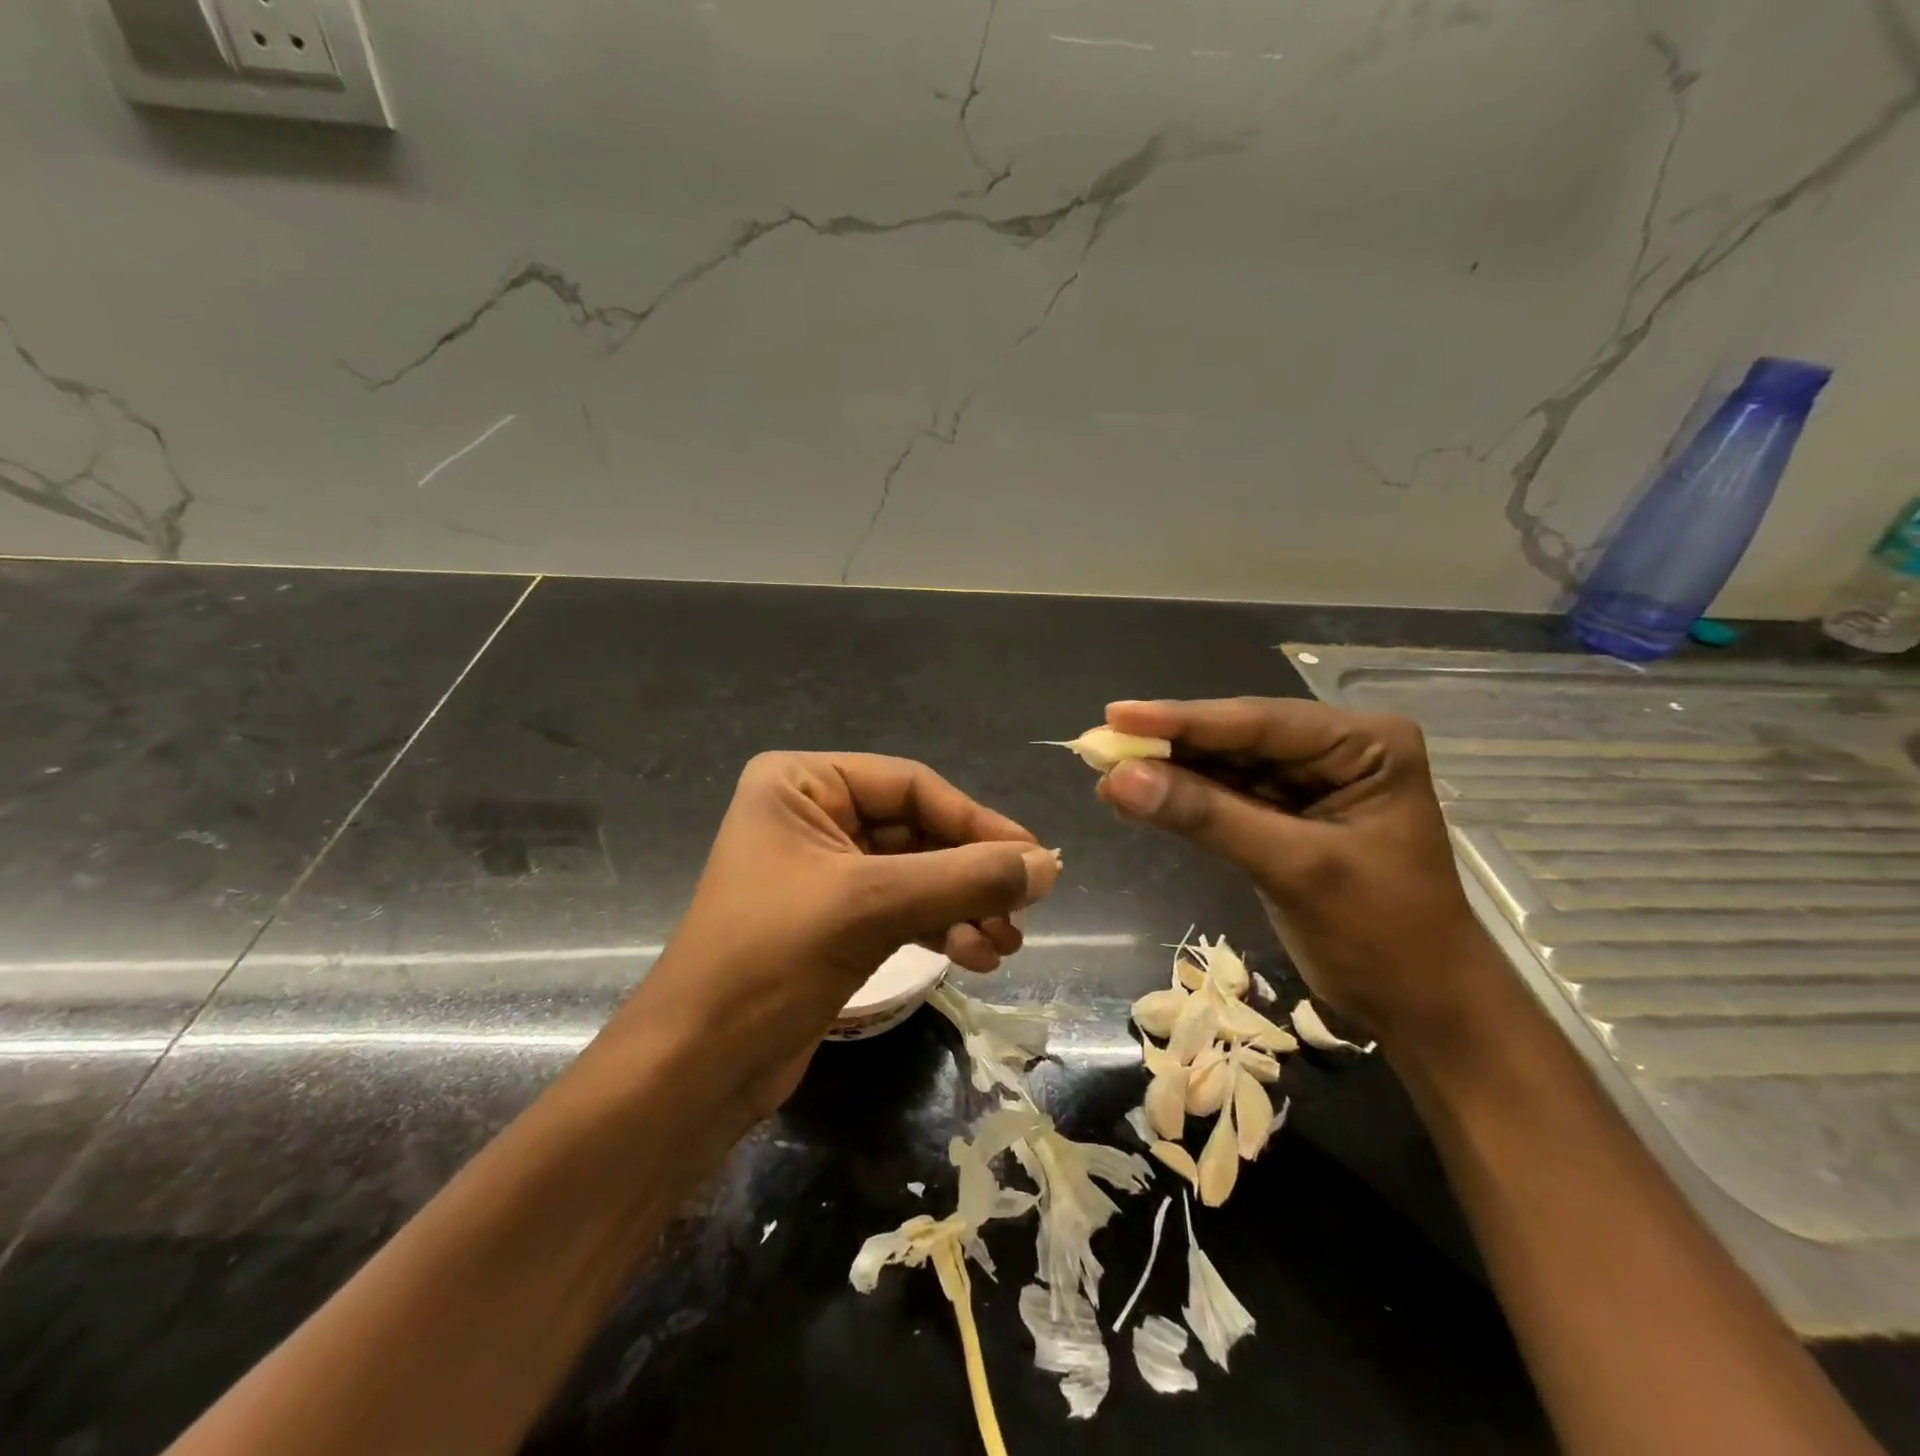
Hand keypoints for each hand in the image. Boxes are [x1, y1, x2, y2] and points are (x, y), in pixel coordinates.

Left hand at [596, 752, 1059, 1123]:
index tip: (1034, 860)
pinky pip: (904, 908)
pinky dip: (942, 927)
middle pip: (919, 831)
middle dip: (971, 875)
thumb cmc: (771, 960)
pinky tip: (975, 956)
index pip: (912, 786)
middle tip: (1024, 912)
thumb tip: (1049, 866)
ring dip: (964, 906)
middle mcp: (813, 814)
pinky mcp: (834, 920)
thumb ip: (965, 880)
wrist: (697, 1067)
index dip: (977, 822)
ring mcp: (825, 869)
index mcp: (802, 783)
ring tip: (1004, 946)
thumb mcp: (872, 907)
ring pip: (917, 874)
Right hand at [1096, 697, 1494, 1040]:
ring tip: (1105, 774)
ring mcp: (1309, 785)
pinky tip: (1136, 800)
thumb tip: (1119, 778)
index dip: (1183, 720)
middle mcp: (1335, 751)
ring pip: (1224, 768)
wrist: (1423, 1009)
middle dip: (1169, 747)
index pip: (1260, 723)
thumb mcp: (1295, 867)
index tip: (1116, 716)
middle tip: (1099, 746)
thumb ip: (1207, 817)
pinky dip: (1182, 803)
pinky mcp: (1285, 818)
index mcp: (1365, 744)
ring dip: (1168, 774)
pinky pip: (1224, 799)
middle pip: (1237, 739)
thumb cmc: (1382, 935)